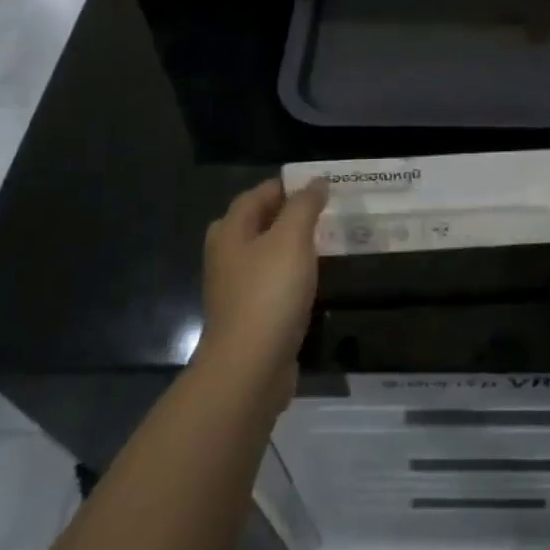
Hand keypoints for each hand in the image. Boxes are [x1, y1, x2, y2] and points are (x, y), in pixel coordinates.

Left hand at [197, 178, 327, 408]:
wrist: (250, 367)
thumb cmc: (269, 293)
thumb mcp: (292, 239)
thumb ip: (304, 206)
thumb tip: (316, 181)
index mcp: (230, 232)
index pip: (256, 195)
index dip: (286, 186)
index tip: (319, 185)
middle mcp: (226, 256)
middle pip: (255, 223)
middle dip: (285, 214)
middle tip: (321, 211)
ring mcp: (235, 289)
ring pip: (263, 254)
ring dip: (289, 245)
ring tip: (323, 240)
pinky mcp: (248, 316)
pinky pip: (271, 282)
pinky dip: (290, 274)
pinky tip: (312, 278)